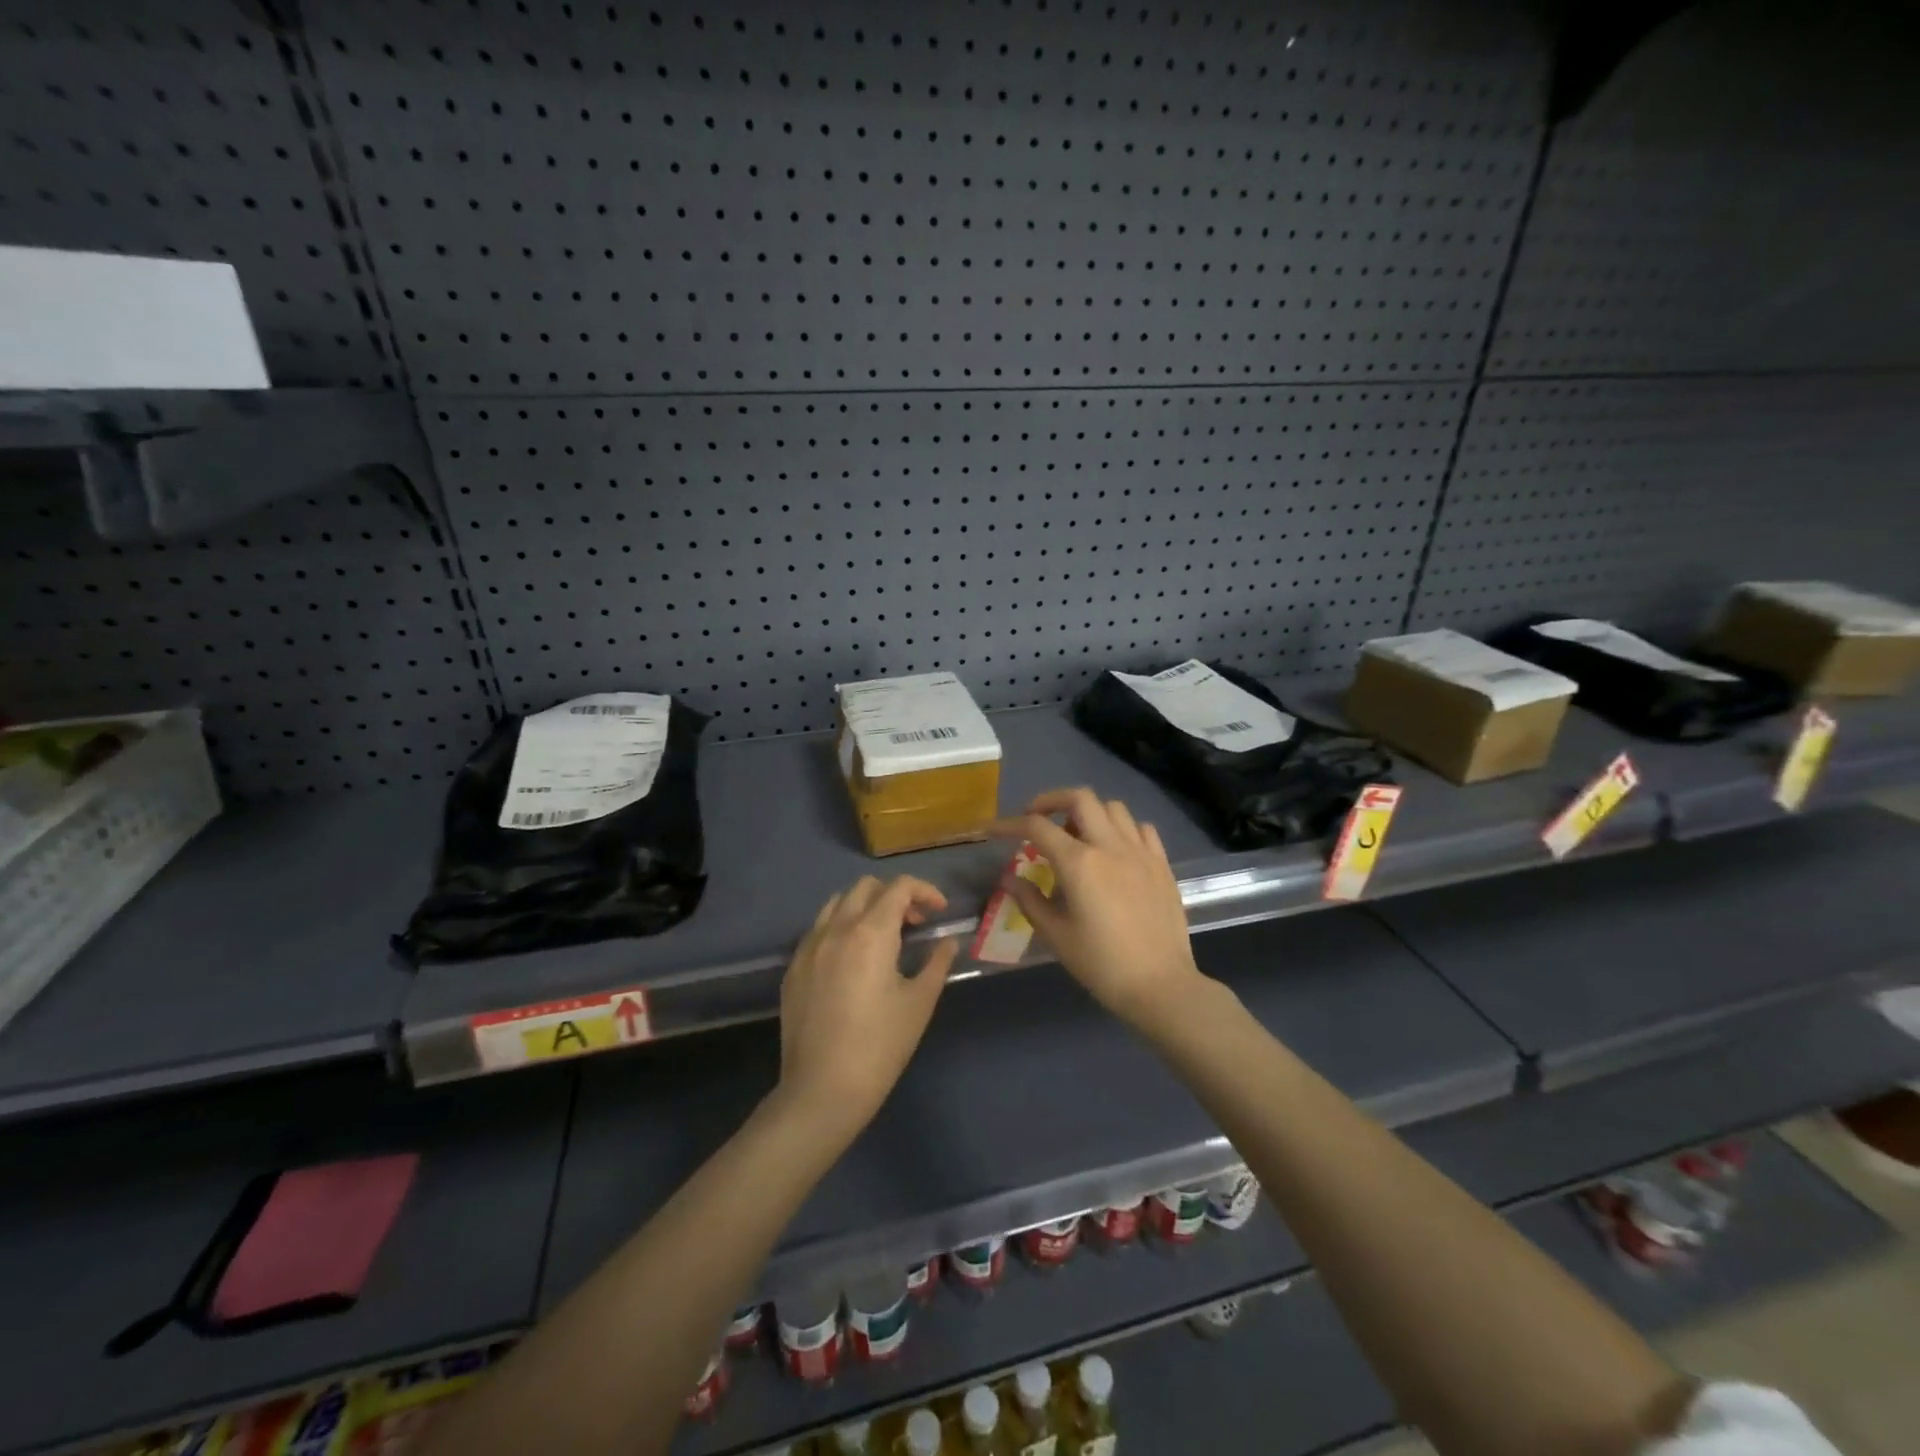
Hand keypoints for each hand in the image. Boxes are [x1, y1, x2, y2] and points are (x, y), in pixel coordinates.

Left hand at [775, 875, 957, 1142]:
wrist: (822, 1090)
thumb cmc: (880, 1046)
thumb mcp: (919, 1003)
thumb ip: (936, 963)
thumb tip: (947, 942)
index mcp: (870, 932)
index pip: (898, 887)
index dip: (924, 891)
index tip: (939, 911)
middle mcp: (836, 929)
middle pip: (866, 887)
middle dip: (895, 896)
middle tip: (914, 924)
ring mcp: (809, 946)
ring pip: (838, 903)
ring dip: (865, 907)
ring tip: (883, 937)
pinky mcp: (793, 967)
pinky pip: (818, 929)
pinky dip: (841, 928)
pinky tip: (852, 960)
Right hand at [994, 788, 1208, 1029]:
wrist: (1161, 986)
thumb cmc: (1102, 965)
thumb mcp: (1057, 936)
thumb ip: (1030, 901)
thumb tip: (1009, 878)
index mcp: (1079, 863)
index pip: (1037, 827)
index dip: (1009, 824)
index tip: (992, 830)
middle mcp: (1110, 846)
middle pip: (1080, 798)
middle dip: (1051, 800)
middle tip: (1036, 818)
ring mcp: (1140, 852)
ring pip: (1113, 808)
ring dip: (1089, 812)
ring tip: (1077, 835)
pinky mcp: (1162, 864)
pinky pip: (1141, 828)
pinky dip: (1122, 828)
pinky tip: (1114, 849)